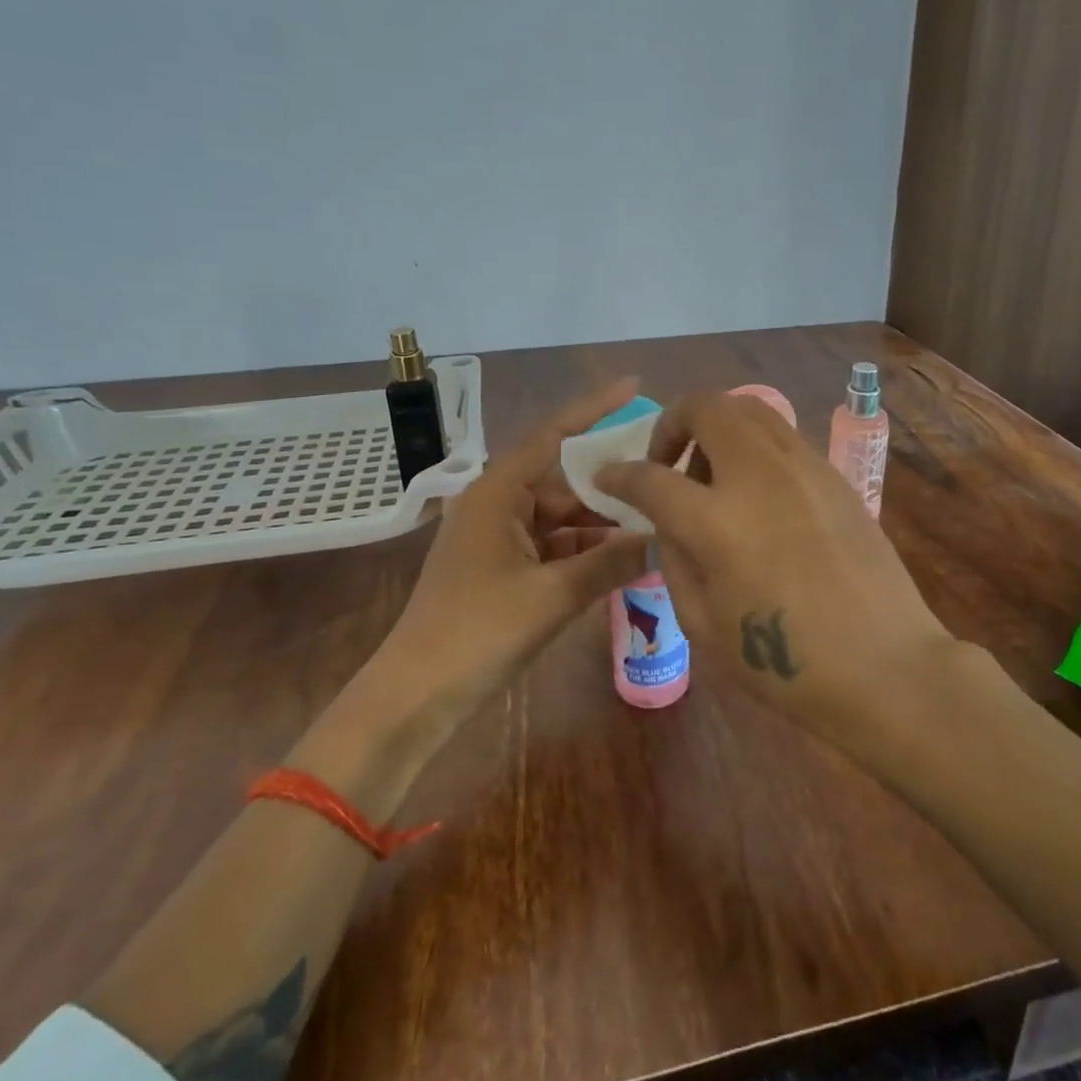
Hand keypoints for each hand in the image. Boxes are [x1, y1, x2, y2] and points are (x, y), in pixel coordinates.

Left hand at [352, 379, 652, 725]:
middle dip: (611, 488)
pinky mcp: (502, 568)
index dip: (595, 408)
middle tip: (664, 483)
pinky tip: (624, 560)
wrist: (416, 694)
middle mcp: (497, 504)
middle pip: (565, 482)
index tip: (634, 386)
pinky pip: (552, 547)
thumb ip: (610, 563)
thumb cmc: (478, 632)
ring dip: (601, 526)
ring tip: (656, 525)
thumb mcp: (552, 596)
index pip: (553, 435)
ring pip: (562, 518)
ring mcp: (499, 537)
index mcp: (498, 492)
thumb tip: (664, 539)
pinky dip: (584, 552)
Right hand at [595, 392, 958, 741]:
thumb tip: (669, 521)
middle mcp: (758, 476)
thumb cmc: (786, 664)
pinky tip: (759, 494)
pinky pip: (782, 437)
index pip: (650, 476)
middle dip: (672, 422)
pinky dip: (754, 447)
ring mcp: (803, 468)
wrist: (885, 666)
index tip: (607, 477)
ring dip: (717, 428)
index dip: (619, 474)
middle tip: (668, 462)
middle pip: (706, 407)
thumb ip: (675, 558)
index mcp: (717, 522)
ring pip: (750, 409)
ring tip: (714, 475)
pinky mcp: (834, 475)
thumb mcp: (703, 624)